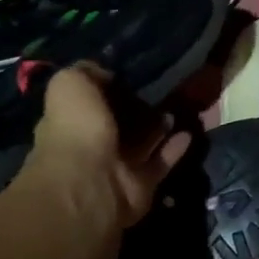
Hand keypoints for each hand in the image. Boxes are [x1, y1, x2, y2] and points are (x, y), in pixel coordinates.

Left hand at [25, 65, 190, 228]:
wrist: (90, 184)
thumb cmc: (76, 130)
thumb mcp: (71, 85)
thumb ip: (87, 73)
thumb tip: (106, 71)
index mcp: (70, 124)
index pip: (90, 103)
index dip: (109, 88)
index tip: (133, 71)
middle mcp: (91, 148)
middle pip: (119, 124)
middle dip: (138, 108)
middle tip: (164, 87)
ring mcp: (116, 169)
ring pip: (142, 144)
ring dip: (159, 126)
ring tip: (180, 105)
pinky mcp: (140, 187)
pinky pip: (160, 163)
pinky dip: (174, 148)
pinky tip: (188, 131)